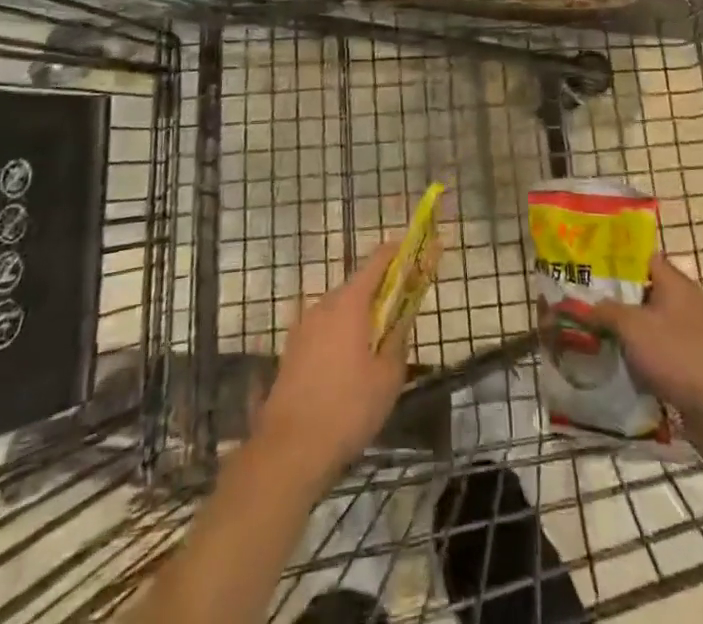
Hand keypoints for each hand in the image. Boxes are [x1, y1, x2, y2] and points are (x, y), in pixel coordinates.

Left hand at [255, 245, 407, 485]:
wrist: (289, 451)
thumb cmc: (348, 408)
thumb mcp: (388, 378)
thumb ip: (398, 341)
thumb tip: (400, 324)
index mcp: (349, 302)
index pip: (377, 261)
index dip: (397, 253)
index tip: (413, 251)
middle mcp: (323, 304)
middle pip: (356, 286)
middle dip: (378, 293)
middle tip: (398, 310)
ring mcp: (303, 327)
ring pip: (338, 310)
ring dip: (357, 317)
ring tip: (374, 345)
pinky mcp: (291, 350)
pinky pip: (323, 330)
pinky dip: (339, 336)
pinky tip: (347, 367)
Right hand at [590, 253, 702, 440]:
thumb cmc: (675, 355)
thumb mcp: (631, 327)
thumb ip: (604, 311)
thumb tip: (579, 305)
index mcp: (675, 282)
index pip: (643, 257)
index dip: (617, 259)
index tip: (592, 267)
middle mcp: (689, 300)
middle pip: (648, 289)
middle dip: (620, 297)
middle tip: (591, 303)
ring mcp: (697, 331)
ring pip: (656, 321)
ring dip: (633, 328)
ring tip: (604, 334)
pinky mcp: (700, 360)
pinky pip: (666, 347)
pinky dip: (648, 352)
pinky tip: (629, 364)